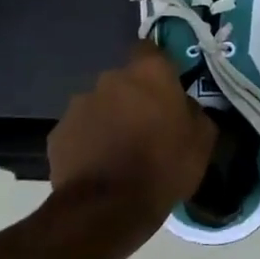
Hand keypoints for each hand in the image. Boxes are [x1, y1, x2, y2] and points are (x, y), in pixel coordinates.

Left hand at [48, 42, 215, 220]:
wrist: (106, 209)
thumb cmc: (163, 168)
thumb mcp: (202, 142)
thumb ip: (195, 113)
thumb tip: (185, 107)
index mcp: (148, 73)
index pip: (150, 50)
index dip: (158, 66)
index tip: (166, 88)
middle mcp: (111, 79)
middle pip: (124, 81)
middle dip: (133, 98)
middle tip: (146, 127)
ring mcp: (79, 104)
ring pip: (100, 105)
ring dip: (110, 120)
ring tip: (119, 152)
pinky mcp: (58, 132)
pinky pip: (80, 130)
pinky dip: (88, 142)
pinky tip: (98, 167)